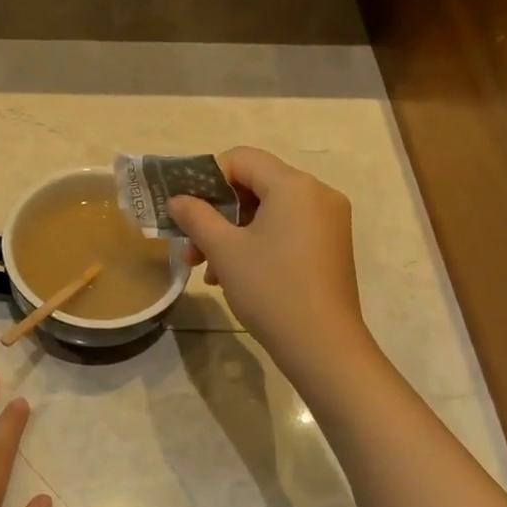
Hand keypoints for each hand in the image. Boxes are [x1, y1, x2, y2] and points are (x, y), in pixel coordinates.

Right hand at [169, 147, 367, 371]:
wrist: (323, 347)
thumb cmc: (271, 289)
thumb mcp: (224, 250)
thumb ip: (196, 217)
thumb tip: (177, 200)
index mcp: (294, 186)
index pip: (242, 159)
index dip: (206, 176)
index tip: (184, 205)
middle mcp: (317, 194)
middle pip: (254, 185)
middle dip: (216, 211)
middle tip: (189, 241)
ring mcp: (327, 221)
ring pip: (267, 211)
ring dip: (231, 231)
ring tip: (204, 267)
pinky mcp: (329, 246)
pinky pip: (285, 229)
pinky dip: (256, 242)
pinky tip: (232, 274)